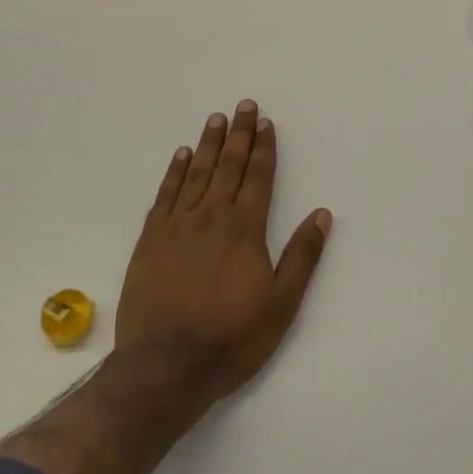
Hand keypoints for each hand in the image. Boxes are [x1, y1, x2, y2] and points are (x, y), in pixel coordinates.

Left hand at [115, 101, 332, 408]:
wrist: (165, 367)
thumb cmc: (231, 337)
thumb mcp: (281, 304)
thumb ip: (302, 256)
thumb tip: (322, 214)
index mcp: (244, 228)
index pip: (257, 177)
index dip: (263, 148)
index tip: (265, 123)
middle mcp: (211, 216)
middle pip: (228, 165)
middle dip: (238, 134)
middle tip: (243, 106)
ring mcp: (177, 226)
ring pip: (196, 173)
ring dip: (208, 144)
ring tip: (216, 119)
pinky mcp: (150, 240)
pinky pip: (165, 195)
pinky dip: (174, 172)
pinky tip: (181, 155)